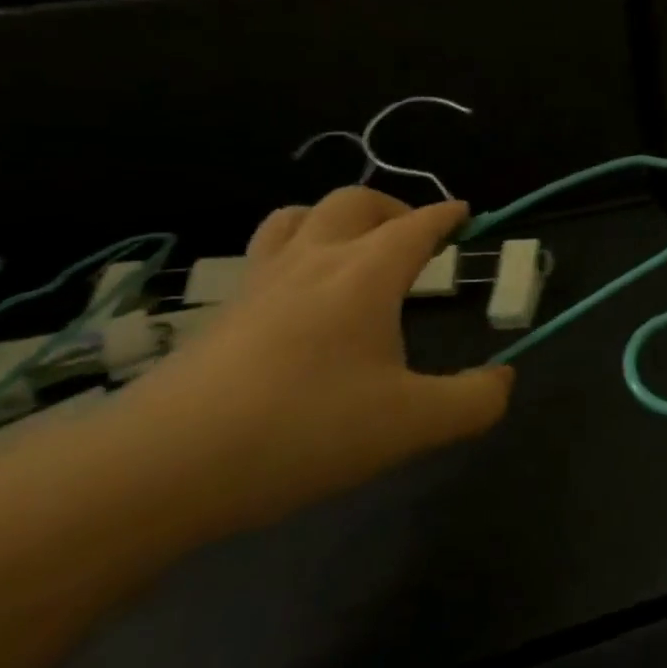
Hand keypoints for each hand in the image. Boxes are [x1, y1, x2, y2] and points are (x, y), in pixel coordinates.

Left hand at [119, 188, 512, 532]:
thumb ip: (474, 400)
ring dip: (336, 219)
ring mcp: (259, 284)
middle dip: (394, 207)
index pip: (416, 225)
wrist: (165, 466)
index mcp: (365, 274)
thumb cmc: (305, 430)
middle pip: (354, 202)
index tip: (465, 213)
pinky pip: (266, 256)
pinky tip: (302, 299)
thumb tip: (502, 379)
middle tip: (416, 237)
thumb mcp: (413, 425)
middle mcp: (312, 262)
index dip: (446, 215)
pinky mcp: (222, 315)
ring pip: (297, 217)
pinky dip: (296, 253)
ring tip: (356, 251)